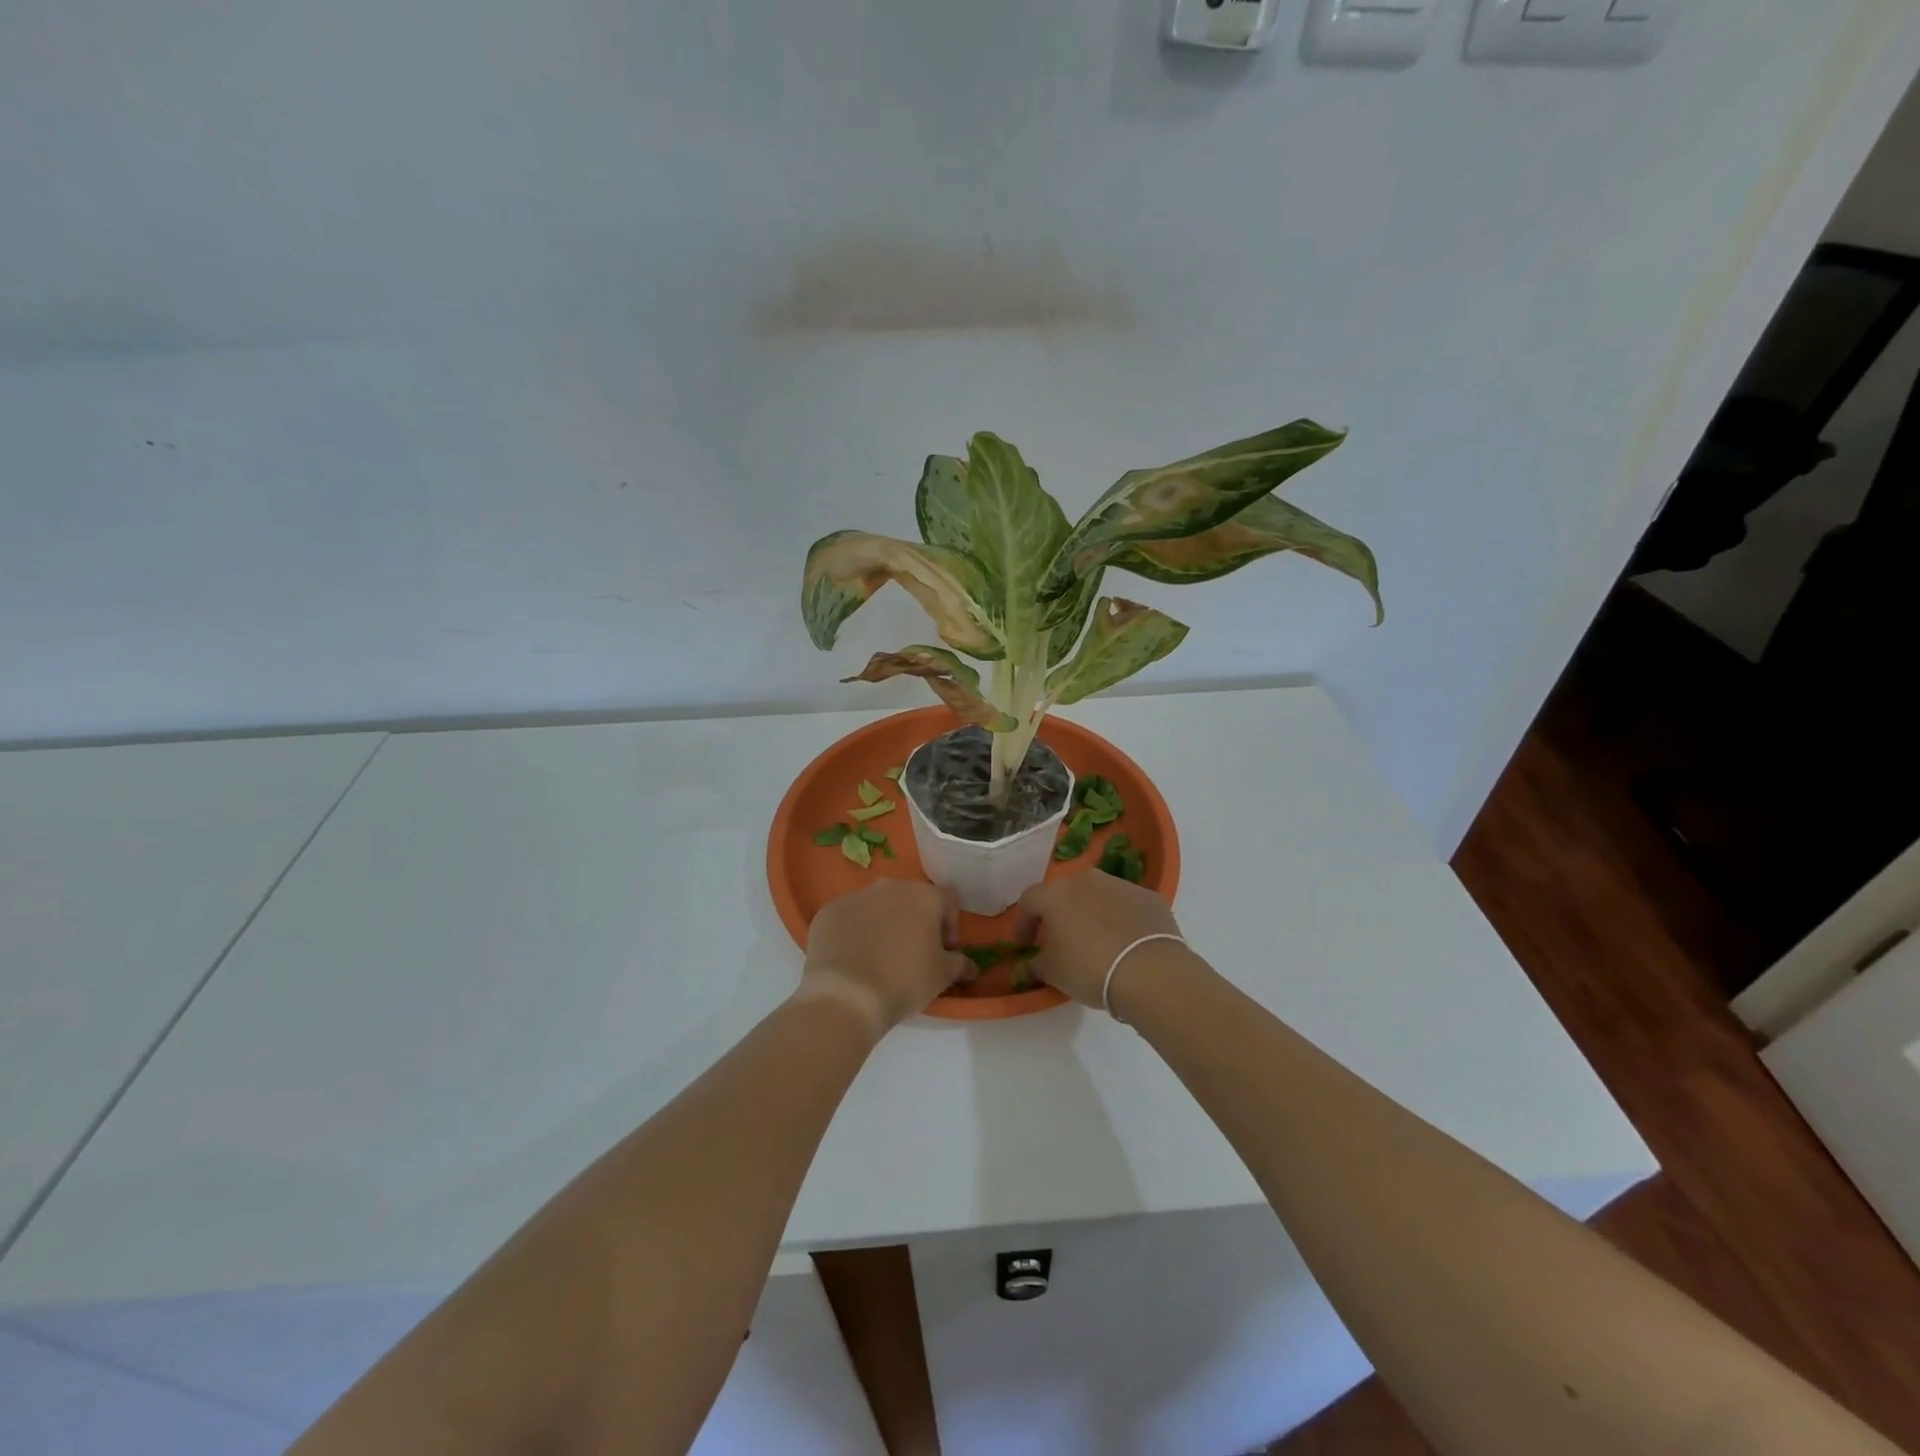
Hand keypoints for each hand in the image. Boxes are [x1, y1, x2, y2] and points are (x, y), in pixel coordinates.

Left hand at [802, 879, 971, 1033]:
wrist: (847, 995)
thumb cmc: (905, 980)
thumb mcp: (942, 976)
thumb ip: (960, 964)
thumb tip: (969, 965)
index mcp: (923, 895)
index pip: (947, 901)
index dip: (950, 926)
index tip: (945, 951)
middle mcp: (890, 886)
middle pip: (911, 898)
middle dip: (916, 921)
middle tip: (915, 952)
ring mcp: (855, 896)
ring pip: (878, 905)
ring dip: (885, 923)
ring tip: (882, 956)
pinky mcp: (828, 912)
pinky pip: (849, 917)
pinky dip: (855, 931)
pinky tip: (854, 958)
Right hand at [1016, 871, 1183, 1009]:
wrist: (1150, 971)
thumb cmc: (1089, 968)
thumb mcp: (1052, 973)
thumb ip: (1036, 964)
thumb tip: (1031, 963)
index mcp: (1056, 894)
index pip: (1029, 901)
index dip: (1023, 923)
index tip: (1024, 944)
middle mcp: (1085, 879)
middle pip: (1064, 893)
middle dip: (1058, 914)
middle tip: (1058, 938)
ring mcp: (1119, 884)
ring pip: (1096, 895)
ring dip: (1090, 913)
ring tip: (1094, 940)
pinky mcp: (1148, 896)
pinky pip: (1124, 905)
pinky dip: (1119, 918)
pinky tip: (1123, 942)